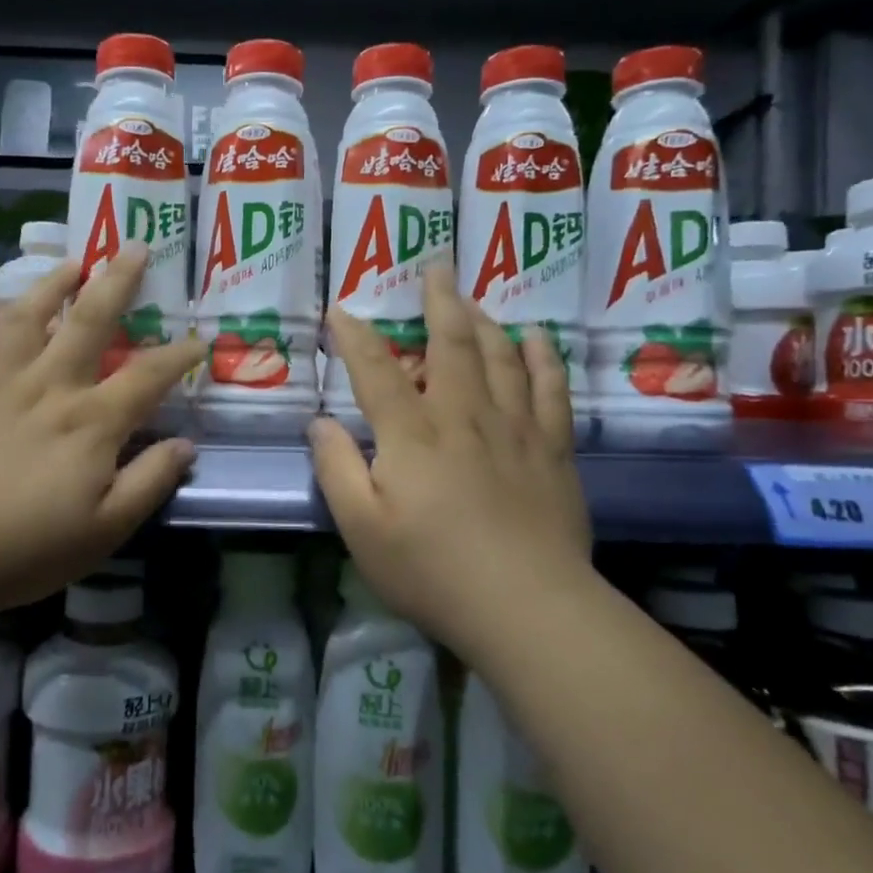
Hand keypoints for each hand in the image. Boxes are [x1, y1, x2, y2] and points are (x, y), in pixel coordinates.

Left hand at [0, 244, 203, 618]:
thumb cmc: (23, 548)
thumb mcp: (104, 531)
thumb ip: (148, 482)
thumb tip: (186, 444)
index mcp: (92, 423)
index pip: (148, 376)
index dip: (179, 355)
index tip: (199, 339)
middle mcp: (53, 387)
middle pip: (91, 320)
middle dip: (118, 281)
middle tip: (134, 247)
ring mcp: (5, 382)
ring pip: (36, 314)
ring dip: (59, 281)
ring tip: (76, 260)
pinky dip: (14, 311)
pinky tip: (19, 308)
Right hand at [309, 263, 592, 654]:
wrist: (526, 606)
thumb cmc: (431, 570)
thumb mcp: (361, 528)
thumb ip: (337, 469)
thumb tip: (320, 422)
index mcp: (411, 434)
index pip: (376, 370)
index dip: (355, 336)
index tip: (341, 310)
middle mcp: (462, 416)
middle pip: (451, 344)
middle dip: (439, 301)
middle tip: (435, 266)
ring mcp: (514, 429)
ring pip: (502, 356)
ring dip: (485, 320)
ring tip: (474, 298)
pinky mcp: (552, 449)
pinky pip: (551, 388)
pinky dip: (543, 357)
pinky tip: (537, 337)